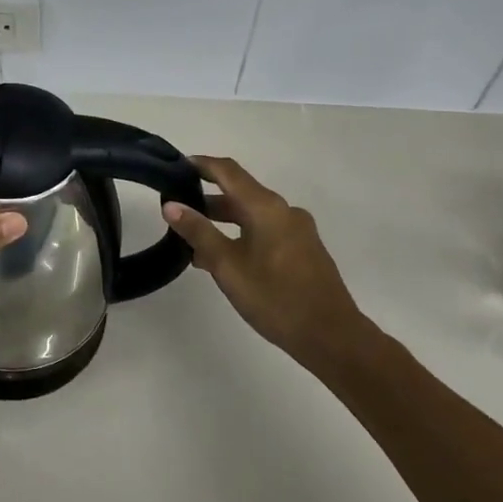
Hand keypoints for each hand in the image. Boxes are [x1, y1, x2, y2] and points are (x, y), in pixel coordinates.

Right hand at [162, 155, 370, 361]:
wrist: (332, 336)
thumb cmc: (275, 298)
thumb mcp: (227, 266)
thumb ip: (199, 232)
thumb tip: (171, 205)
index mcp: (266, 207)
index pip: (228, 171)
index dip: (201, 165)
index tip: (176, 166)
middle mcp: (284, 211)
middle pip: (240, 193)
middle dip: (207, 199)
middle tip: (177, 211)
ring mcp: (298, 230)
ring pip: (252, 215)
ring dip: (223, 222)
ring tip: (194, 242)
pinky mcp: (304, 250)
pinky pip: (266, 231)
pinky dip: (241, 235)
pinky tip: (225, 259)